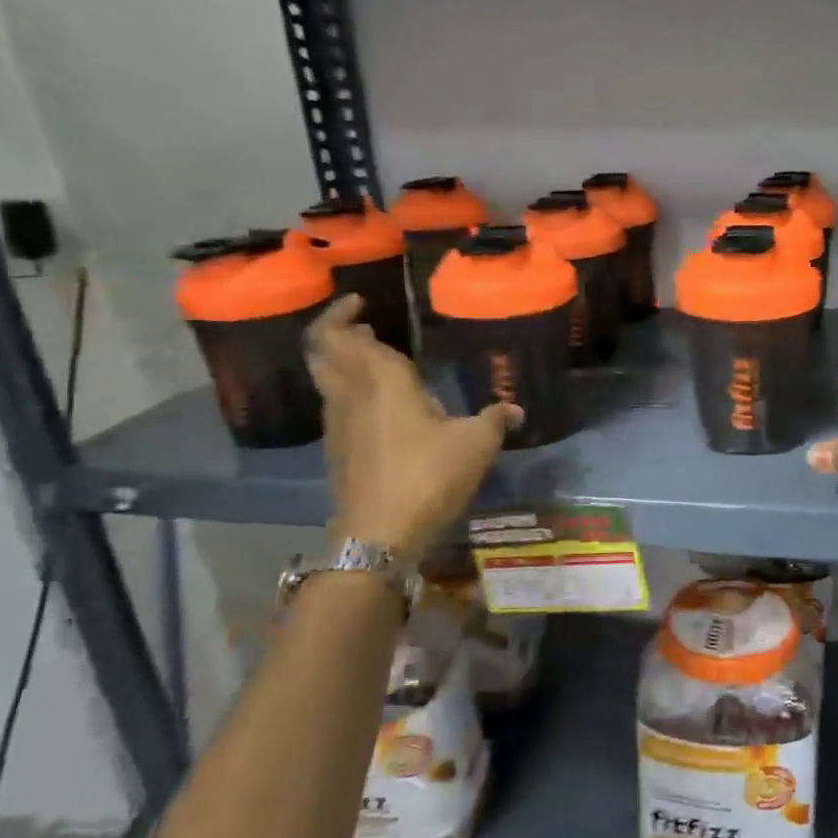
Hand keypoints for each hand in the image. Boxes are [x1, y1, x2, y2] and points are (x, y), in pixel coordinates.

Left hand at [306, 296, 519, 557]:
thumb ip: (494, 420)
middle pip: (322, 352)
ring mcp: (337, 425)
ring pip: (325, 379)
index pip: (345, 336)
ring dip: (341, 362)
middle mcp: (350, 395)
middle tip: (363, 326)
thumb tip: (516, 409)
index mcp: (381, 381)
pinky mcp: (337, 451)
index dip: (343, 314)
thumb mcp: (476, 445)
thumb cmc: (428, 477)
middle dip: (336, 332)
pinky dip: (347, 391)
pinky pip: (335, 405)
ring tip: (371, 360)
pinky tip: (378, 406)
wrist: (378, 535)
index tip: (361, 302)